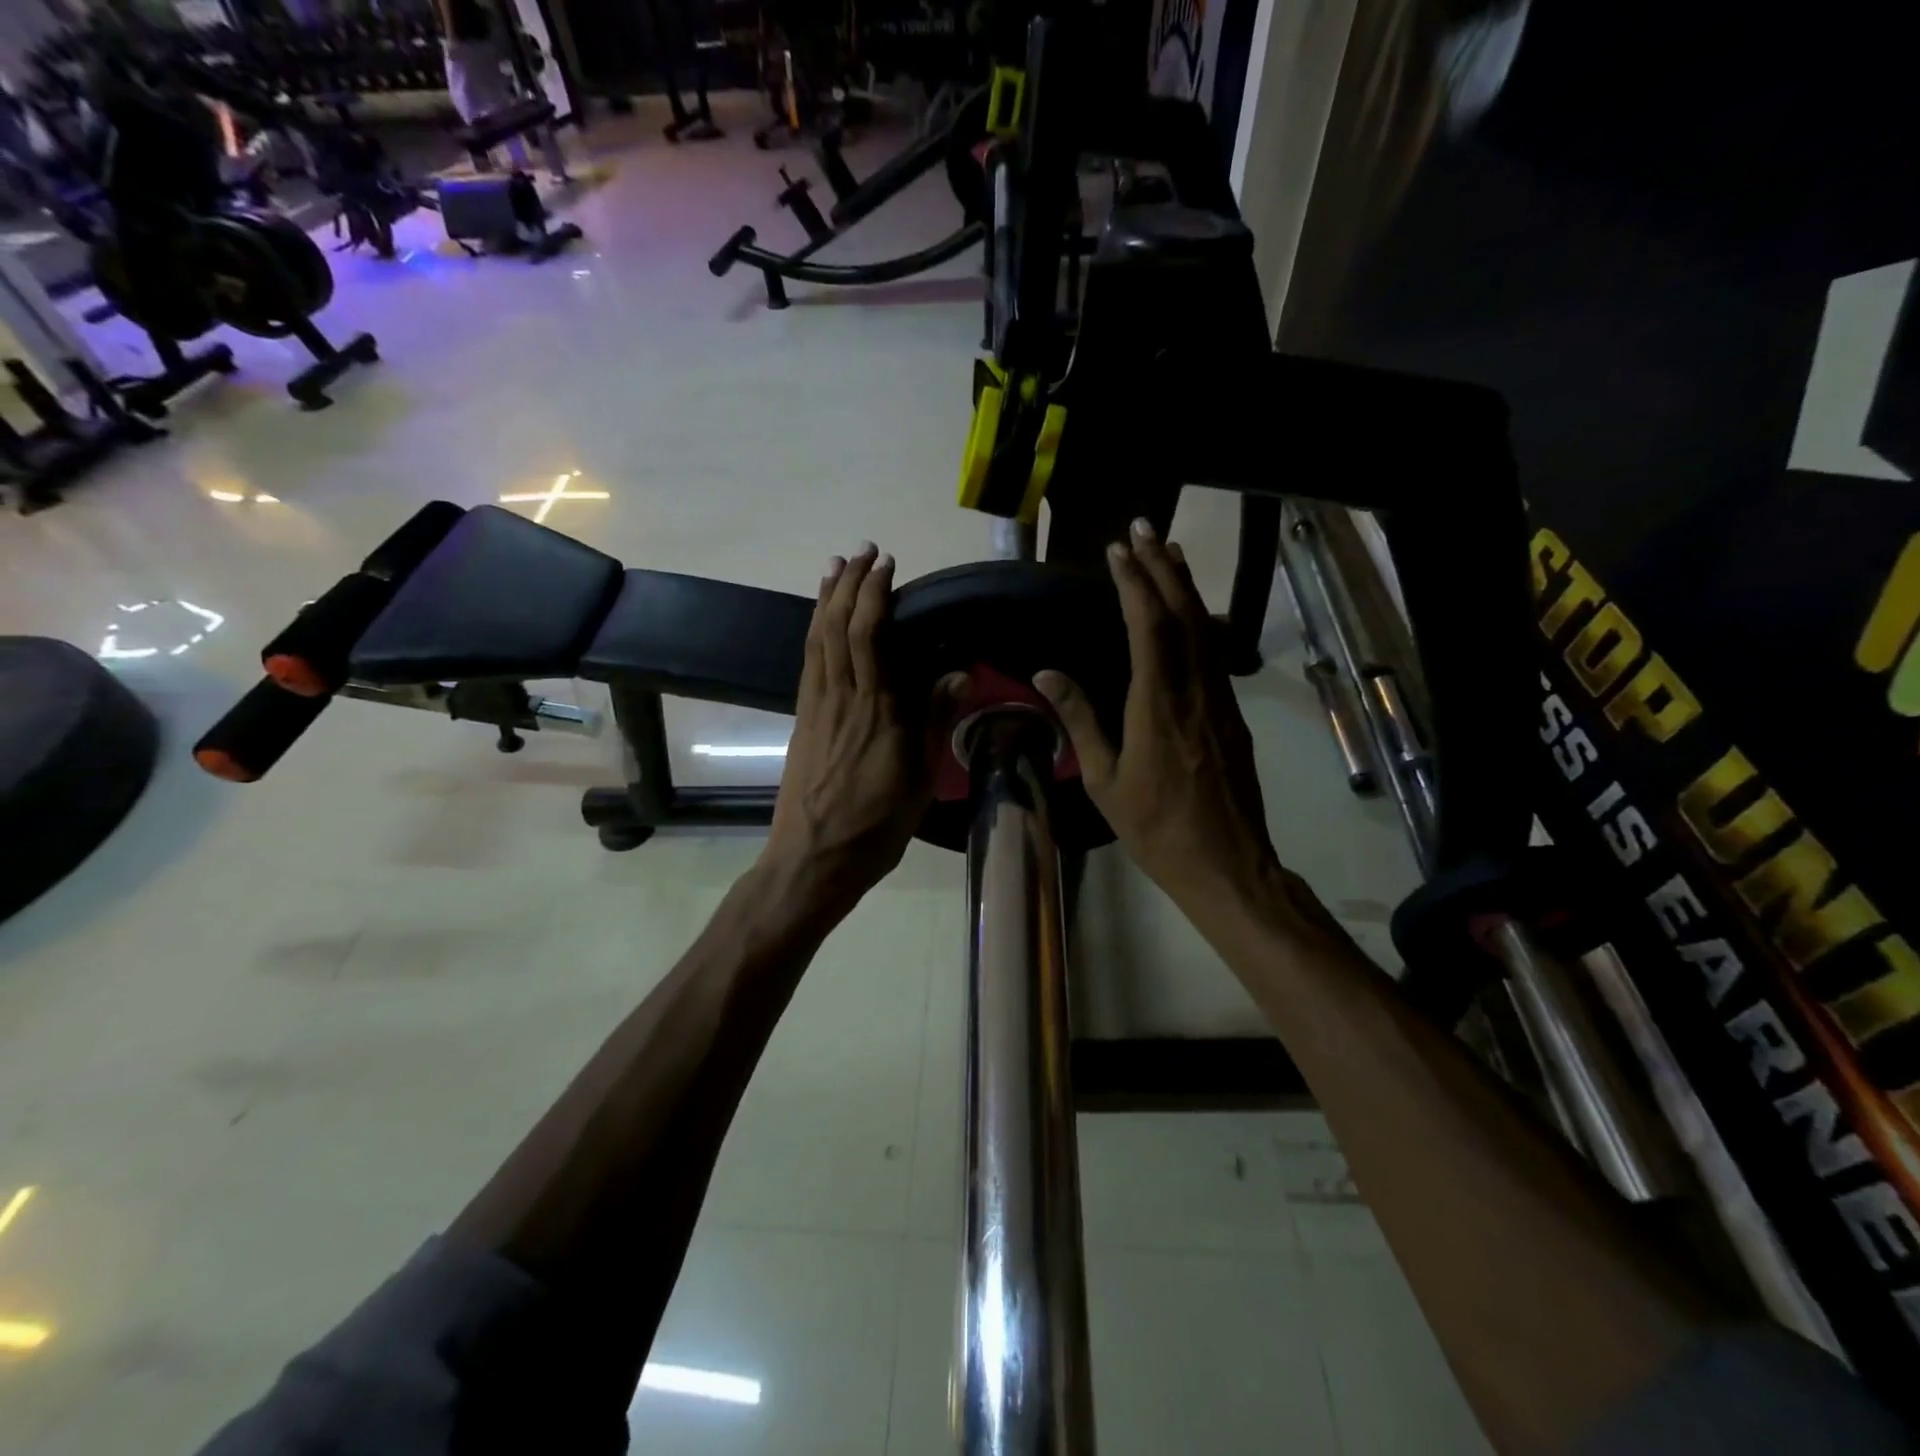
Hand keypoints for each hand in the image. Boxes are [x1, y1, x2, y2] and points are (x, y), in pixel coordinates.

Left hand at [759, 544, 960, 920]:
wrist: (813, 859)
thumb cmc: (875, 826)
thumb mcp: (919, 780)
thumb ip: (933, 722)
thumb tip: (957, 674)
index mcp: (877, 711)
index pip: (870, 636)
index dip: (874, 594)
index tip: (886, 565)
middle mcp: (841, 698)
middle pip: (838, 626)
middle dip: (848, 583)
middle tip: (861, 552)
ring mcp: (815, 707)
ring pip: (817, 639)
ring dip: (825, 599)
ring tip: (835, 568)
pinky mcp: (801, 719)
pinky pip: (807, 661)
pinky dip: (814, 630)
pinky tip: (820, 620)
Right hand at [1034, 520, 1304, 927]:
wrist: (1227, 862)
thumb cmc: (1156, 827)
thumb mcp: (1104, 780)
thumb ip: (1080, 720)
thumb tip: (1046, 674)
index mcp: (1157, 704)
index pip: (1147, 626)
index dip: (1133, 583)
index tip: (1116, 550)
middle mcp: (1194, 689)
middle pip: (1182, 613)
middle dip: (1161, 566)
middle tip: (1143, 528)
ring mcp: (1219, 699)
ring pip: (1204, 627)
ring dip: (1184, 585)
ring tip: (1167, 550)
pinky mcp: (1231, 712)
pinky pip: (1213, 650)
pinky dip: (1199, 617)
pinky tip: (1190, 609)